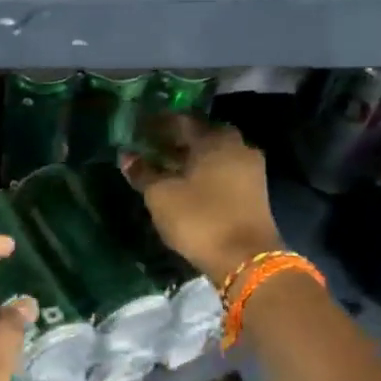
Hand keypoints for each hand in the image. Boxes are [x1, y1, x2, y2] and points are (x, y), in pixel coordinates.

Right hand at [123, 114, 283, 283]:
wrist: (245, 258)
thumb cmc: (199, 219)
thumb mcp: (161, 196)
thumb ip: (143, 172)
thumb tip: (127, 155)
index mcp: (214, 140)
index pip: (180, 121)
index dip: (156, 124)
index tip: (137, 128)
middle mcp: (236, 146)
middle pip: (200, 136)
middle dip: (174, 140)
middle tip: (150, 147)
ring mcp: (249, 168)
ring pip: (213, 154)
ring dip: (189, 157)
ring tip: (164, 167)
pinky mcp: (253, 190)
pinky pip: (222, 171)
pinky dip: (203, 172)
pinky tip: (185, 183)